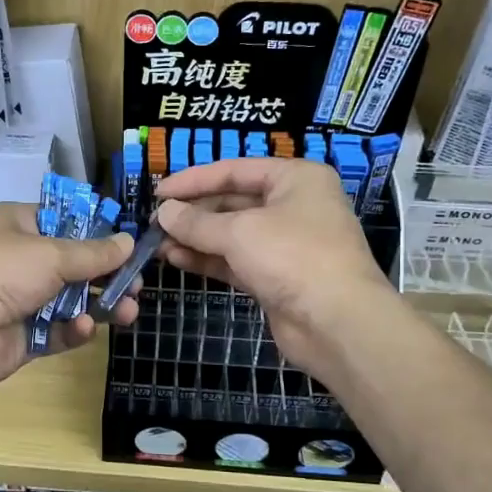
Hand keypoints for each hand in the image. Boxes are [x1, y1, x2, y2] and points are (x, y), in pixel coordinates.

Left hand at [0, 202, 137, 390]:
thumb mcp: (51, 253)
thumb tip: (129, 241)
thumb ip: (93, 253)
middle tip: (137, 285)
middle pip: (73, 266)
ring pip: (70, 301)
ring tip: (128, 311)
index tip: (128, 245)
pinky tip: (84, 329)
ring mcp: (20, 300)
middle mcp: (18, 260)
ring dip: (99, 305)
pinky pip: (57, 331)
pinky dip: (73, 330)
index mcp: (17, 226)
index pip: (64, 222)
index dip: (96, 233)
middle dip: (106, 275)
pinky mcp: (23, 337)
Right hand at [153, 158, 396, 383]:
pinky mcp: (277, 277)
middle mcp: (294, 206)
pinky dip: (208, 259)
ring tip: (158, 243)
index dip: (194, 180)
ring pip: (232, 234)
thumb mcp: (239, 232)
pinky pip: (236, 260)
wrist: (336, 322)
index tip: (158, 192)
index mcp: (296, 178)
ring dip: (196, 238)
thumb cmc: (292, 257)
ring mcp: (286, 244)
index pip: (235, 170)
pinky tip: (176, 260)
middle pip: (233, 202)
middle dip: (194, 213)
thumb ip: (197, 222)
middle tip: (156, 222)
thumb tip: (163, 213)